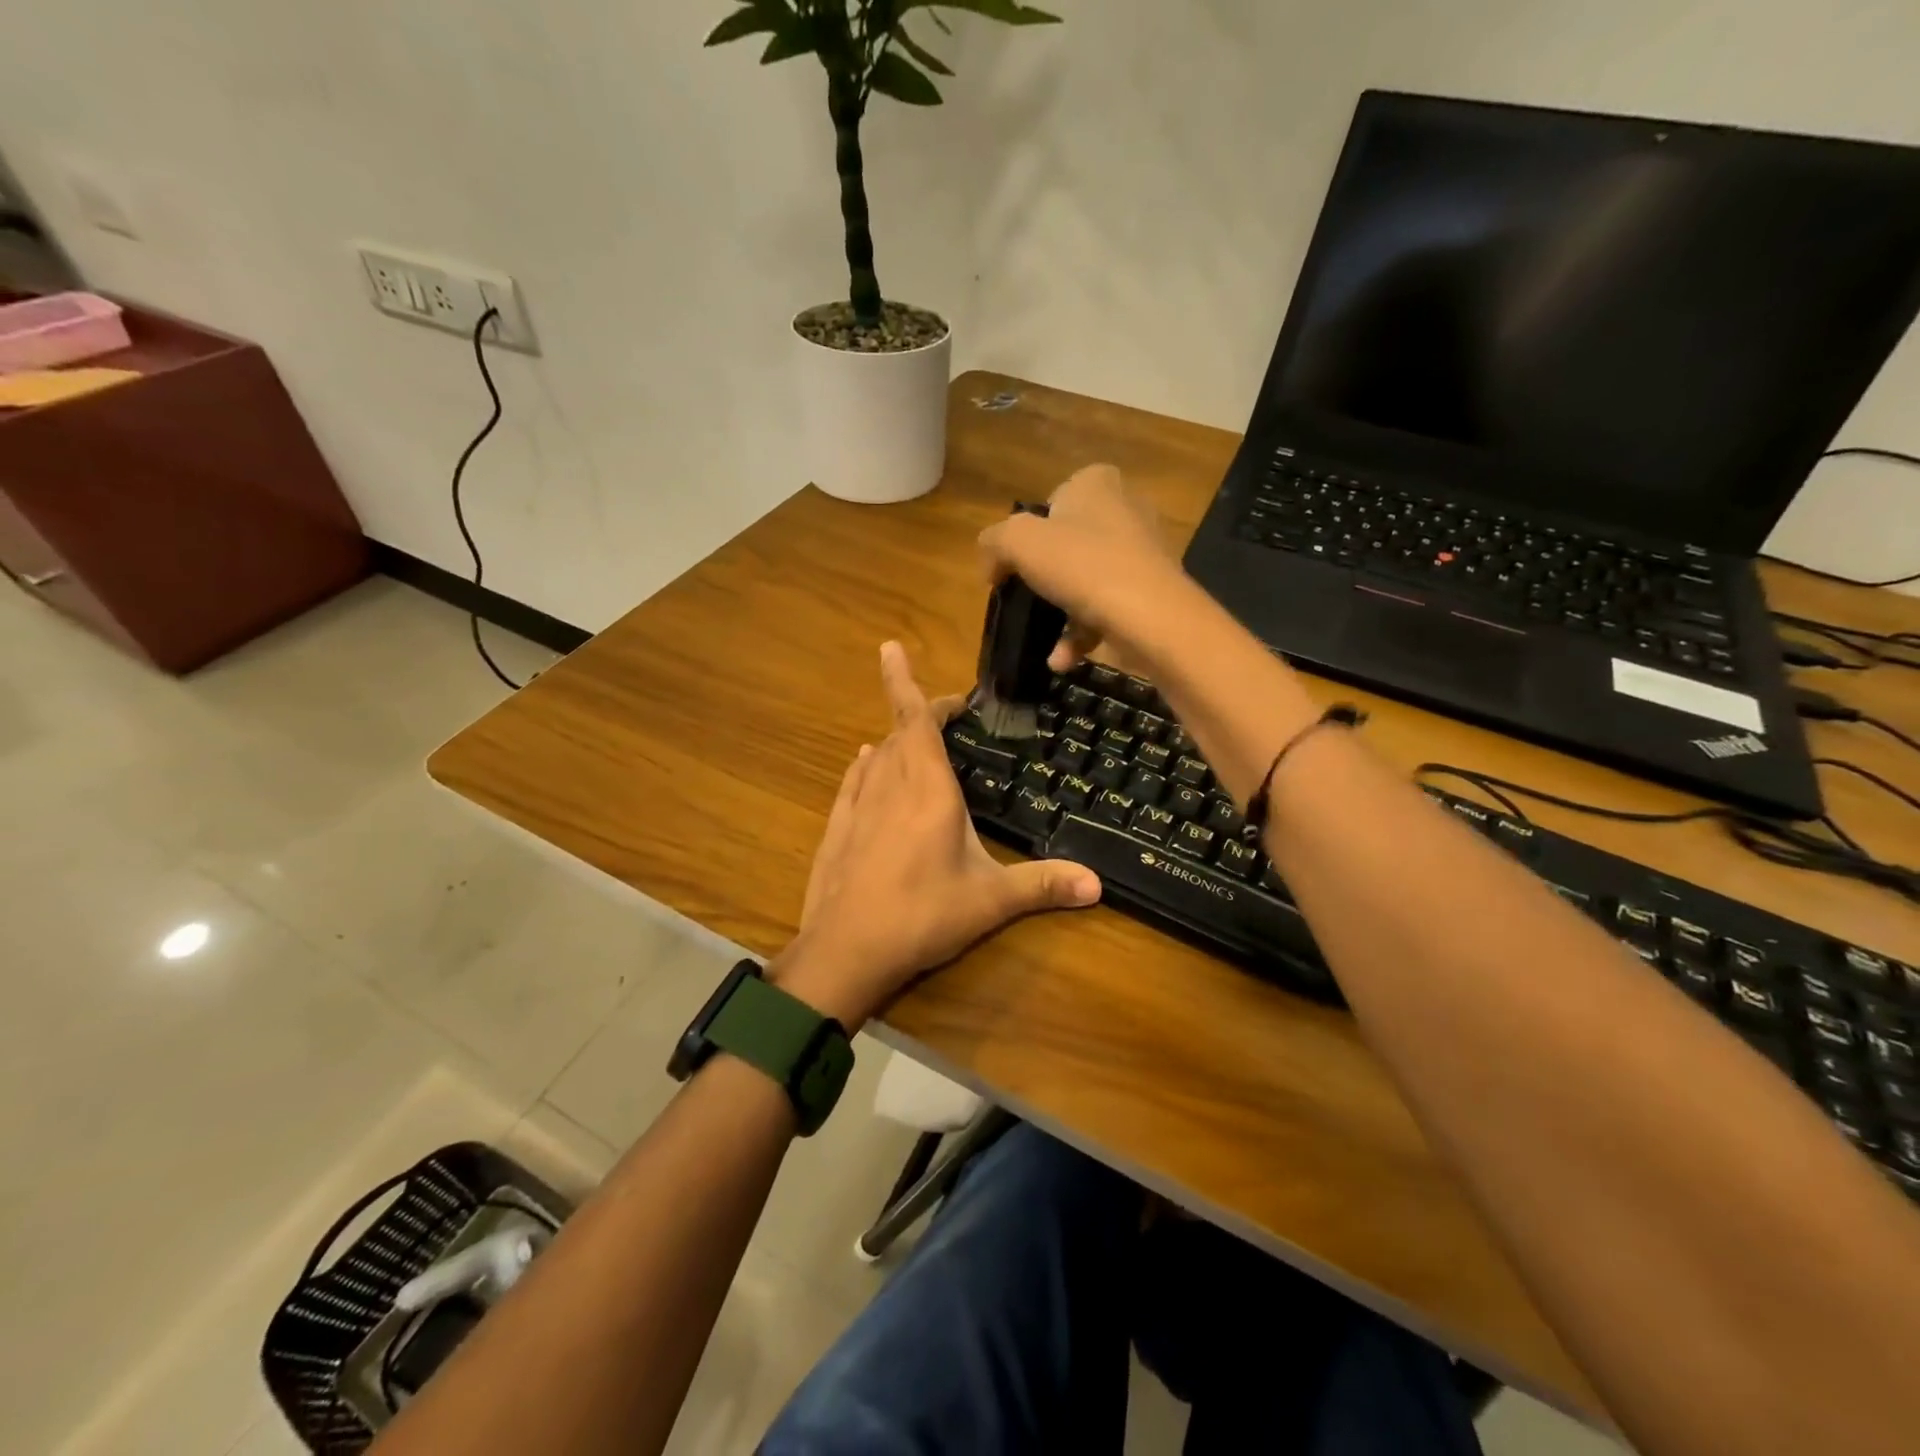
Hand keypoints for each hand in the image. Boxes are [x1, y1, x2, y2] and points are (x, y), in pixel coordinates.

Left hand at [775, 641, 1102, 1028]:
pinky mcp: (837, 830)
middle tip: (944, 709)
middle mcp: (890, 787)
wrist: (846, 950)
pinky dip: (864, 767)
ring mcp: (858, 807)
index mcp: (928, 790)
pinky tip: (865, 764)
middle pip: (898, 732)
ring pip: (875, 757)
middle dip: (916, 710)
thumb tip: (1099, 885)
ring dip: (893, 739)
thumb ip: (1043, 886)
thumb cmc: (923, 915)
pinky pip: (852, 783)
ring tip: (910, 735)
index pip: (916, 721)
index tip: (896, 651)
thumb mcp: (990, 901)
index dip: (908, 684)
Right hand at [976, 463, 1191, 672]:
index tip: (1015, 564)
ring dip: (1063, 614)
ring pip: (1088, 579)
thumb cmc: (1081, 565)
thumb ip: (995, 542)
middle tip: (1026, 600)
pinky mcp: (1153, 589)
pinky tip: (1063, 659)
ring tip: (1047, 644)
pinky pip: (1108, 607)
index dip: (1028, 533)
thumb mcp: (1019, 543)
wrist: (1150, 615)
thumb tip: (990, 562)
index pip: (1052, 500)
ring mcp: (1143, 550)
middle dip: (1046, 576)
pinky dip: (1084, 633)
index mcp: (1096, 483)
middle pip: (1069, 542)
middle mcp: (1125, 508)